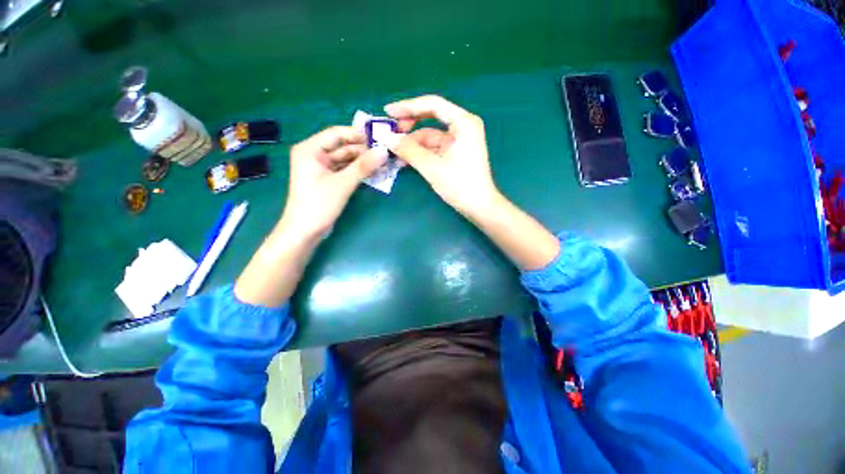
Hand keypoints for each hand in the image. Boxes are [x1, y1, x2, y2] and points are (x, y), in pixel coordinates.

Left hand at [280, 126, 386, 238]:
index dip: (358, 134)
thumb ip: (363, 166)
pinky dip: (359, 171)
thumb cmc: (318, 204)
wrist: (305, 232)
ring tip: (385, 162)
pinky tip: (375, 172)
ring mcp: (323, 169)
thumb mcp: (342, 184)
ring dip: (364, 161)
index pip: (337, 134)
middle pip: (343, 146)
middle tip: (386, 152)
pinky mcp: (329, 181)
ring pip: (347, 159)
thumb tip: (384, 151)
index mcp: (310, 149)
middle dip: (364, 150)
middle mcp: (315, 155)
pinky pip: (347, 171)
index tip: (380, 137)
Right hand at [384, 95, 500, 216]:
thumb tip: (386, 138)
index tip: (388, 112)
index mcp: (463, 122)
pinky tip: (404, 159)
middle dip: (410, 125)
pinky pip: (434, 148)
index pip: (433, 105)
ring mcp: (459, 141)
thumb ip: (409, 150)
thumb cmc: (460, 185)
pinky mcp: (455, 154)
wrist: (479, 207)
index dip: (408, 106)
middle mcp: (463, 127)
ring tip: (392, 150)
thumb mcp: (432, 167)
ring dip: (412, 143)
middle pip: (431, 118)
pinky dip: (420, 152)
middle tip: (390, 133)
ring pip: (430, 135)